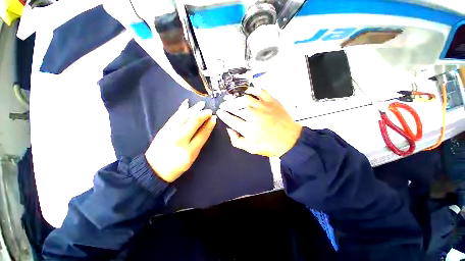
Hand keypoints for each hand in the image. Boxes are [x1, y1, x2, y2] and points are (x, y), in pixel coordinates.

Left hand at [145, 100, 215, 182]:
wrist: (153, 169)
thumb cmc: (176, 166)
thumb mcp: (192, 157)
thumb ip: (200, 142)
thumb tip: (207, 127)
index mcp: (189, 150)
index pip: (202, 134)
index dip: (209, 124)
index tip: (214, 118)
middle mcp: (179, 139)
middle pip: (193, 122)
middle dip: (203, 114)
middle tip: (209, 110)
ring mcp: (170, 132)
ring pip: (185, 117)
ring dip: (194, 109)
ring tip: (202, 104)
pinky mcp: (164, 128)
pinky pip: (175, 116)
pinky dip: (182, 109)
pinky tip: (186, 103)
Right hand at [217, 88, 301, 157]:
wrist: (291, 141)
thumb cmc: (271, 146)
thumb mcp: (251, 149)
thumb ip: (237, 141)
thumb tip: (230, 130)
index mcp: (248, 129)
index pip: (230, 119)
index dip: (223, 115)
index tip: (220, 112)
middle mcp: (254, 116)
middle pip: (235, 107)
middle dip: (226, 105)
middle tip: (224, 105)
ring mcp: (263, 107)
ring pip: (245, 98)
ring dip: (236, 98)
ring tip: (233, 99)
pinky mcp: (272, 102)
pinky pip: (260, 92)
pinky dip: (253, 90)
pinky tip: (249, 91)